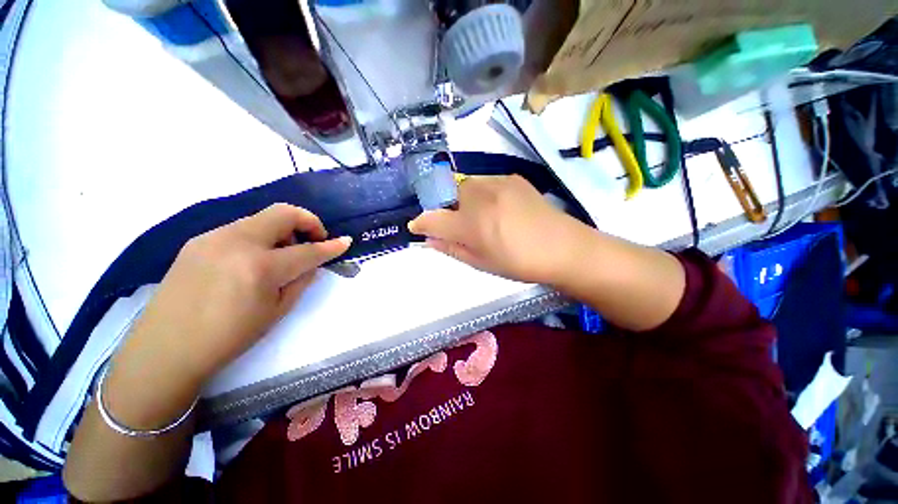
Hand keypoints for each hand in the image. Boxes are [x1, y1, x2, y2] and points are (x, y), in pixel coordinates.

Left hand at [112, 204, 350, 399]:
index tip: (345, 242)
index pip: (307, 250)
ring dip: (282, 231)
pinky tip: (254, 260)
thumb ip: (301, 281)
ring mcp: (213, 237)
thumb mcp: (277, 311)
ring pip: (262, 219)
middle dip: (308, 222)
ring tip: (281, 255)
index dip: (331, 246)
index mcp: (260, 267)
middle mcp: (237, 242)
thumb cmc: (229, 338)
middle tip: (313, 241)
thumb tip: (313, 263)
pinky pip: (241, 229)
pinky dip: (260, 238)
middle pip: (284, 213)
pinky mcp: (199, 240)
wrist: (165, 349)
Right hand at [408, 175, 589, 284]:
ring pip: (465, 185)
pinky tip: (497, 207)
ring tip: (481, 216)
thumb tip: (427, 240)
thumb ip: (450, 248)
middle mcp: (478, 197)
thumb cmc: (518, 263)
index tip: (418, 227)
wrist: (563, 247)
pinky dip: (482, 193)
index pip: (431, 219)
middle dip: (446, 209)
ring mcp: (496, 183)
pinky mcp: (511, 177)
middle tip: (459, 225)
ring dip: (464, 199)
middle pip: (446, 194)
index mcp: (470, 224)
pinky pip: (485, 181)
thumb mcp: (480, 263)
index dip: (421, 223)